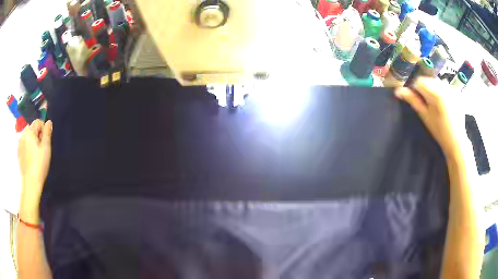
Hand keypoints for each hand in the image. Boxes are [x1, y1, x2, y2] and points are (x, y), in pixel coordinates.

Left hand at [18, 120, 52, 214]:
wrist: (30, 183)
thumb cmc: (39, 165)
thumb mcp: (46, 148)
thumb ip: (47, 132)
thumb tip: (49, 122)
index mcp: (30, 131)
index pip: (38, 122)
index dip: (43, 130)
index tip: (46, 142)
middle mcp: (23, 134)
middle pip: (32, 129)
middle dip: (37, 136)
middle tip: (41, 150)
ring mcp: (19, 143)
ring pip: (28, 137)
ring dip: (32, 142)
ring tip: (35, 155)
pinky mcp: (18, 152)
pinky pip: (24, 145)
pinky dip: (27, 148)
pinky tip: (30, 159)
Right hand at [394, 78, 458, 158]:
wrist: (456, 140)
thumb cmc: (439, 131)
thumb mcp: (424, 116)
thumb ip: (412, 100)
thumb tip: (397, 91)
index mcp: (436, 94)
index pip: (419, 81)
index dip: (415, 89)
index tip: (416, 99)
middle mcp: (444, 87)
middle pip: (428, 79)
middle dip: (424, 88)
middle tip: (426, 102)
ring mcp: (451, 88)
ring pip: (436, 80)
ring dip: (432, 87)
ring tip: (435, 102)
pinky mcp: (456, 91)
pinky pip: (444, 84)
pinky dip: (441, 89)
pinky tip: (444, 102)